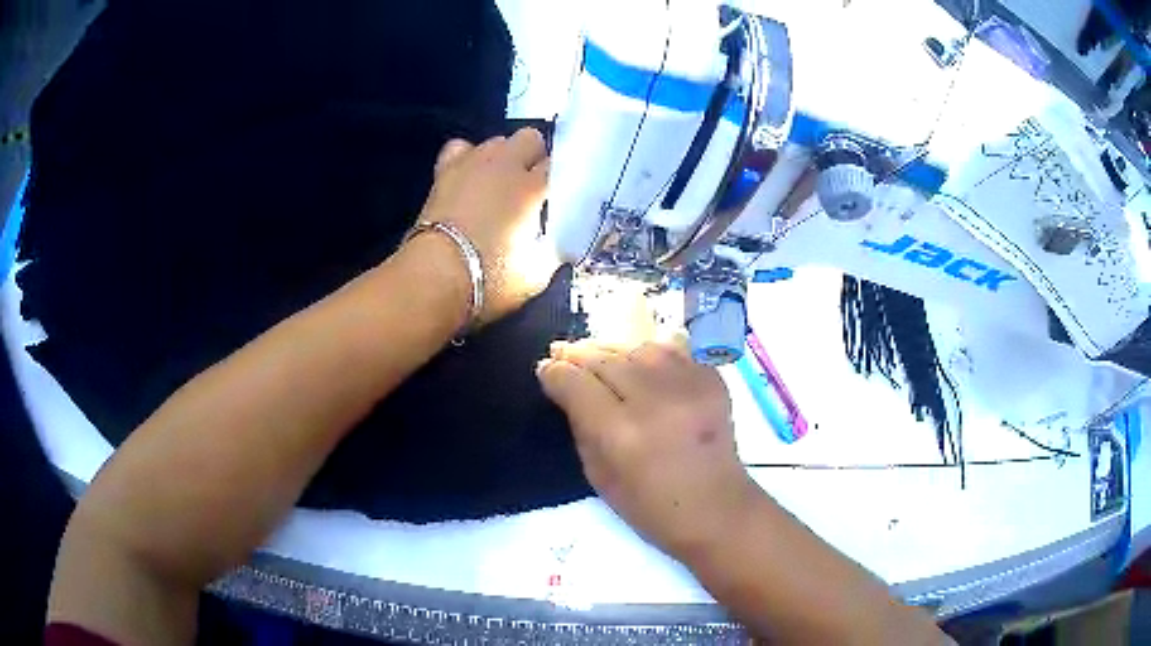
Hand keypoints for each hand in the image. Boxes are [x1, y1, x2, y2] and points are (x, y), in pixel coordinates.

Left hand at [417, 128, 559, 324]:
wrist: (435, 276)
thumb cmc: (490, 278)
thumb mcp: (537, 275)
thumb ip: (553, 251)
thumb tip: (557, 243)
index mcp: (533, 188)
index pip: (561, 165)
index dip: (563, 179)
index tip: (559, 198)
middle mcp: (506, 165)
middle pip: (530, 138)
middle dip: (534, 157)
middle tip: (531, 187)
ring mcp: (473, 162)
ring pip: (497, 140)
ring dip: (503, 157)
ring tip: (499, 183)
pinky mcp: (445, 170)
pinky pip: (461, 147)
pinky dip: (468, 157)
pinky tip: (470, 176)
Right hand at [536, 340, 760, 561]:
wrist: (717, 509)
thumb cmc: (651, 507)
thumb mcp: (599, 476)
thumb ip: (580, 426)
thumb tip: (565, 386)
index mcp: (621, 433)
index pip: (576, 382)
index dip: (554, 373)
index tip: (546, 370)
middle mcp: (655, 400)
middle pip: (605, 359)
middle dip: (578, 355)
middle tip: (563, 353)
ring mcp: (689, 386)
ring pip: (639, 347)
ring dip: (614, 351)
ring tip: (602, 358)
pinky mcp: (713, 380)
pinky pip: (674, 351)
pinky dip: (652, 355)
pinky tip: (642, 365)